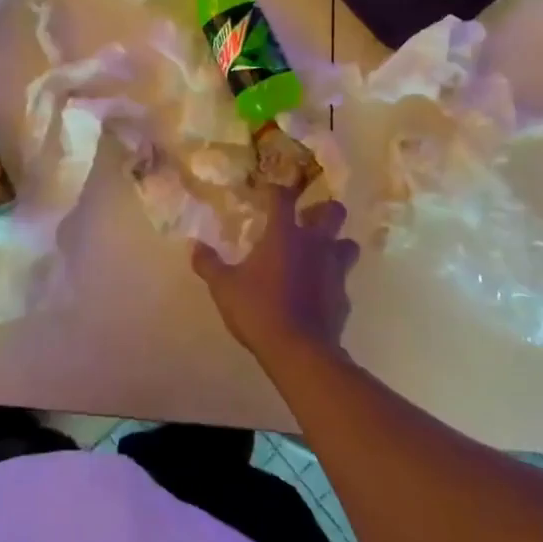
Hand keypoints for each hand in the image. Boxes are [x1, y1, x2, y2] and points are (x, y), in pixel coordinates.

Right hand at [192, 186, 359, 367]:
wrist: (299, 350)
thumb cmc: (258, 310)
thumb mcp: (224, 287)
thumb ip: (208, 264)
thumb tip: (194, 246)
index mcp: (284, 234)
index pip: (283, 197)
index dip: (275, 191)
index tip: (268, 192)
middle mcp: (315, 244)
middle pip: (333, 211)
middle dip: (324, 209)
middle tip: (308, 218)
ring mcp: (334, 270)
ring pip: (348, 244)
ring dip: (337, 244)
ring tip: (320, 254)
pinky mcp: (343, 297)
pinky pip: (342, 280)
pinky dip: (332, 281)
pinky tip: (319, 293)